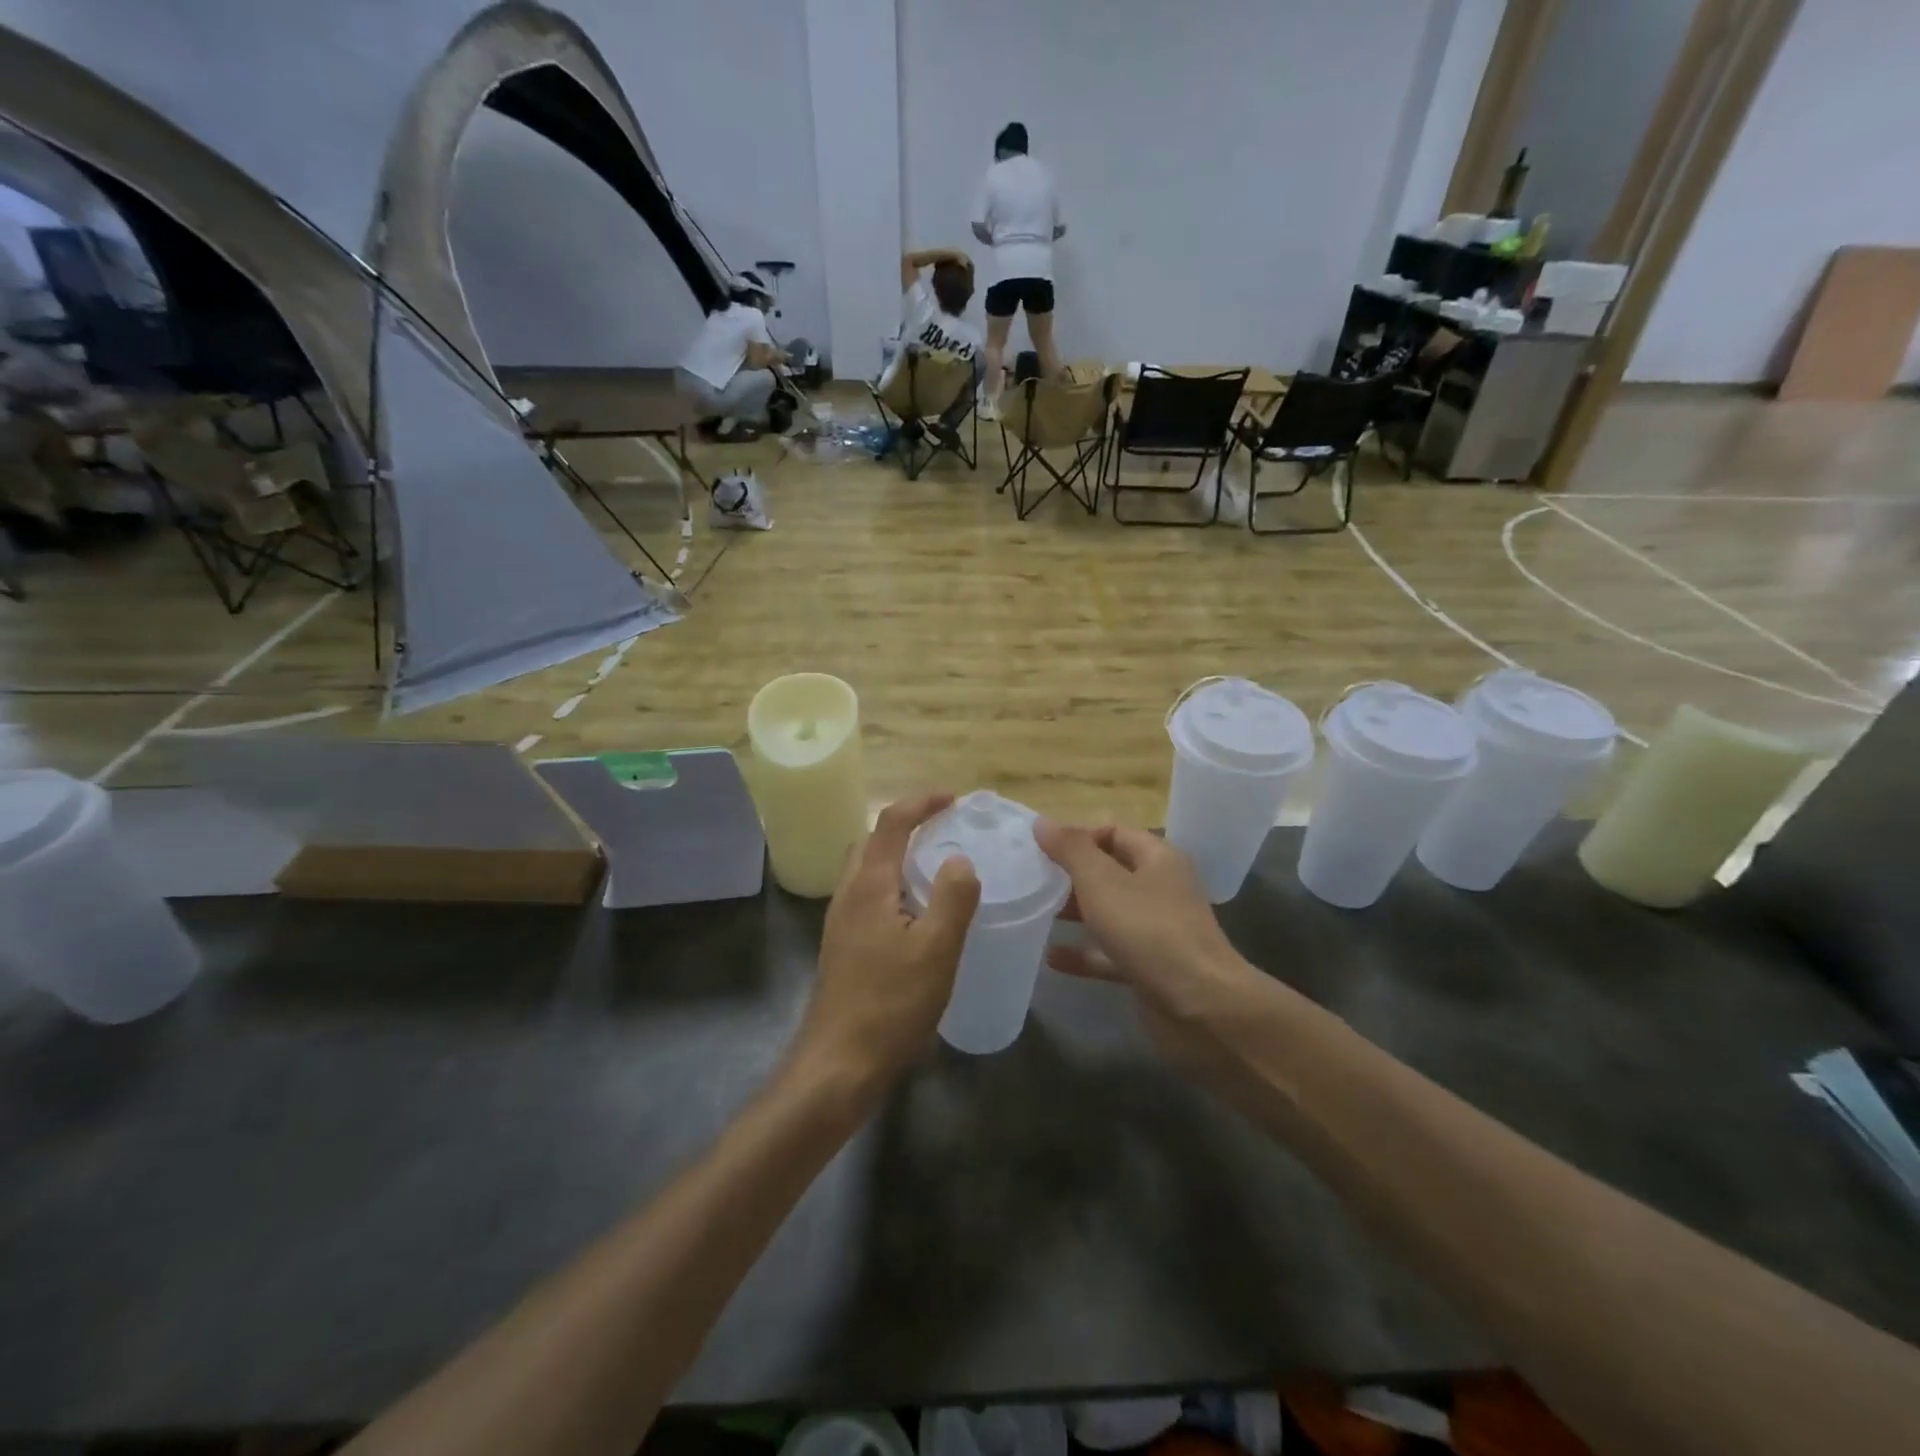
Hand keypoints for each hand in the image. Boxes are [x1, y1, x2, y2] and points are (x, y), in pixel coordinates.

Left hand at [792, 794, 980, 1096]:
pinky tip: (917, 917)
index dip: (921, 803)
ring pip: (867, 871)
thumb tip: (960, 860)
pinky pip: (868, 898)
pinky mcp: (843, 948)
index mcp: (869, 885)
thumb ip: (953, 897)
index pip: (891, 823)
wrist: (837, 1064)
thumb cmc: (890, 1003)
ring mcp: (841, 923)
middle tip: (943, 831)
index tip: (953, 800)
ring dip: (897, 857)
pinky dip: (893, 887)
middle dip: (905, 826)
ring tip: (934, 869)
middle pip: (871, 841)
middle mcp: (848, 895)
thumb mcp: (936, 949)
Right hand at [1034, 823, 1252, 1068]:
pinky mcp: (1150, 968)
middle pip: (1110, 872)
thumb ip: (1071, 850)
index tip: (1041, 848)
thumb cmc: (1149, 931)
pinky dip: (1084, 954)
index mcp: (1157, 859)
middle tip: (1032, 879)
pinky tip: (1051, 958)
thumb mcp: (1102, 882)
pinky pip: (1110, 953)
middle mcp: (1160, 890)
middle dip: (1072, 875)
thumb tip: (1042, 822)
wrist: (1201, 1006)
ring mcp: (1157, 931)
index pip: (1114, 833)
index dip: (1078, 836)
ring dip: (1075, 913)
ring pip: (1109, 914)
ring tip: (1035, 912)